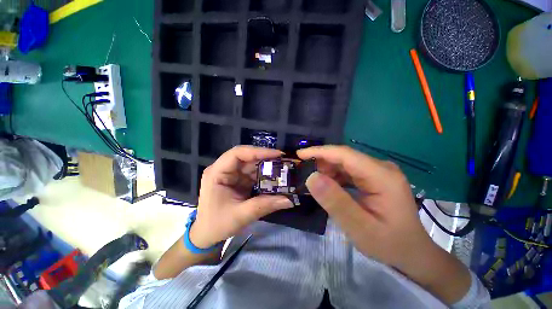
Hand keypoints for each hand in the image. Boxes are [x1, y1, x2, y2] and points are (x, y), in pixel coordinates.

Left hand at [190, 146, 293, 247]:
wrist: (207, 235)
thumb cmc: (217, 225)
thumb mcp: (241, 215)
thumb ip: (265, 205)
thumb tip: (289, 200)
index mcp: (217, 173)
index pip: (237, 153)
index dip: (258, 151)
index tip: (277, 154)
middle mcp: (224, 169)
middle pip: (247, 157)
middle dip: (266, 158)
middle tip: (284, 161)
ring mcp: (231, 175)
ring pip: (252, 165)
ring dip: (267, 167)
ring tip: (283, 169)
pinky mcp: (238, 181)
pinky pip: (253, 174)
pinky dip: (264, 176)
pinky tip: (275, 178)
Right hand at [298, 145, 432, 268]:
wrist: (412, 252)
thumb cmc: (389, 243)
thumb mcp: (359, 228)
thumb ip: (335, 202)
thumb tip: (311, 177)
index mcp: (382, 176)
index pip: (345, 154)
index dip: (320, 152)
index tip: (300, 155)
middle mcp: (381, 168)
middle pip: (344, 157)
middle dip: (321, 162)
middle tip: (302, 172)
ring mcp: (378, 172)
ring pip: (344, 163)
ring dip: (326, 170)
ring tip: (313, 182)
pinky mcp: (373, 177)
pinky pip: (348, 171)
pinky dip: (334, 176)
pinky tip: (326, 186)